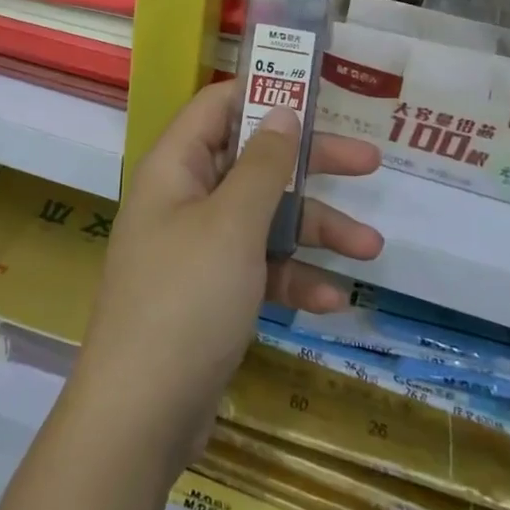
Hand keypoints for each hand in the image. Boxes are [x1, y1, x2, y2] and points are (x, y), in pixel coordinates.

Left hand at [67, 81, 382, 479]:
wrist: (139, 415)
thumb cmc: (186, 299)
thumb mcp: (233, 224)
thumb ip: (263, 165)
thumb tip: (281, 111)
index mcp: (175, 167)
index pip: (218, 106)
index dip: (263, 93)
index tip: (317, 95)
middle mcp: (183, 198)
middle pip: (252, 162)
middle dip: (309, 164)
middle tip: (368, 162)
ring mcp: (195, 249)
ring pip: (262, 219)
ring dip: (313, 231)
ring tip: (369, 249)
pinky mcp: (209, 294)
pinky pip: (257, 269)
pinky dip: (291, 279)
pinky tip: (330, 301)